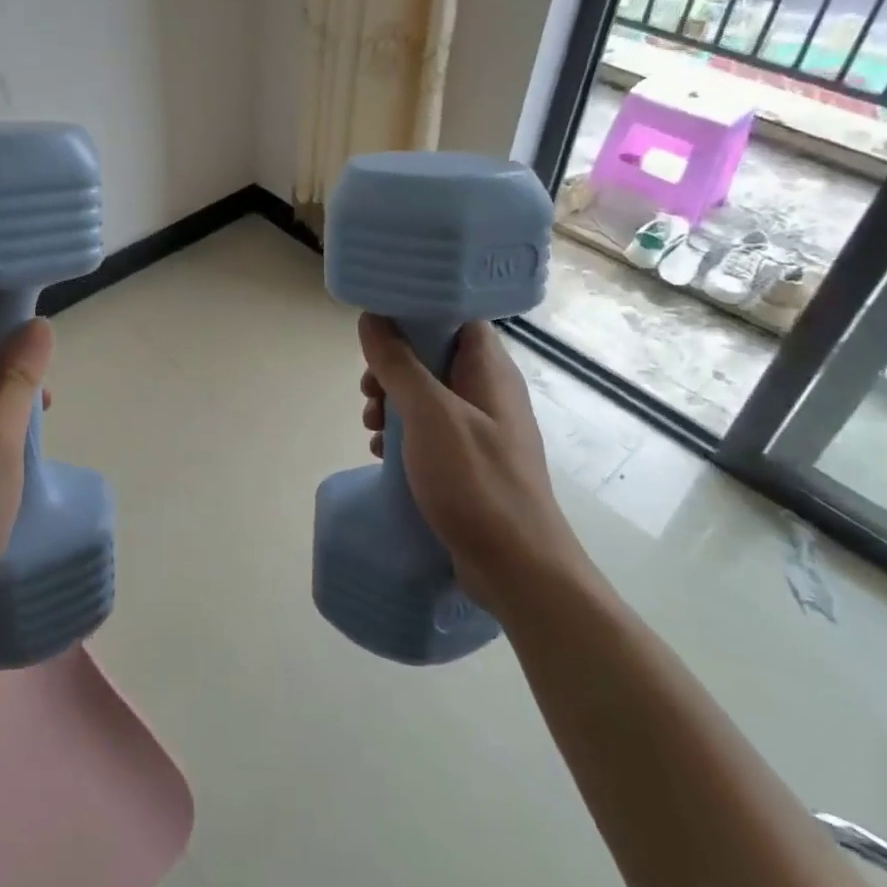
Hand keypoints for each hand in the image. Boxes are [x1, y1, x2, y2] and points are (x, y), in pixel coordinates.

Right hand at [357, 314, 588, 616]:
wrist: (517, 569)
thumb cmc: (476, 482)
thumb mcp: (430, 416)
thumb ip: (399, 365)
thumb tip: (372, 319)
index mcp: (489, 371)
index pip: (456, 318)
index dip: (416, 317)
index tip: (378, 333)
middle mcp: (489, 393)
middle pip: (434, 357)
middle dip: (394, 368)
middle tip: (369, 392)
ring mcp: (482, 430)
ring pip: (428, 396)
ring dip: (394, 404)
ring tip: (370, 426)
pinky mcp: (471, 462)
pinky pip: (431, 431)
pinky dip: (404, 435)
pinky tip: (381, 454)